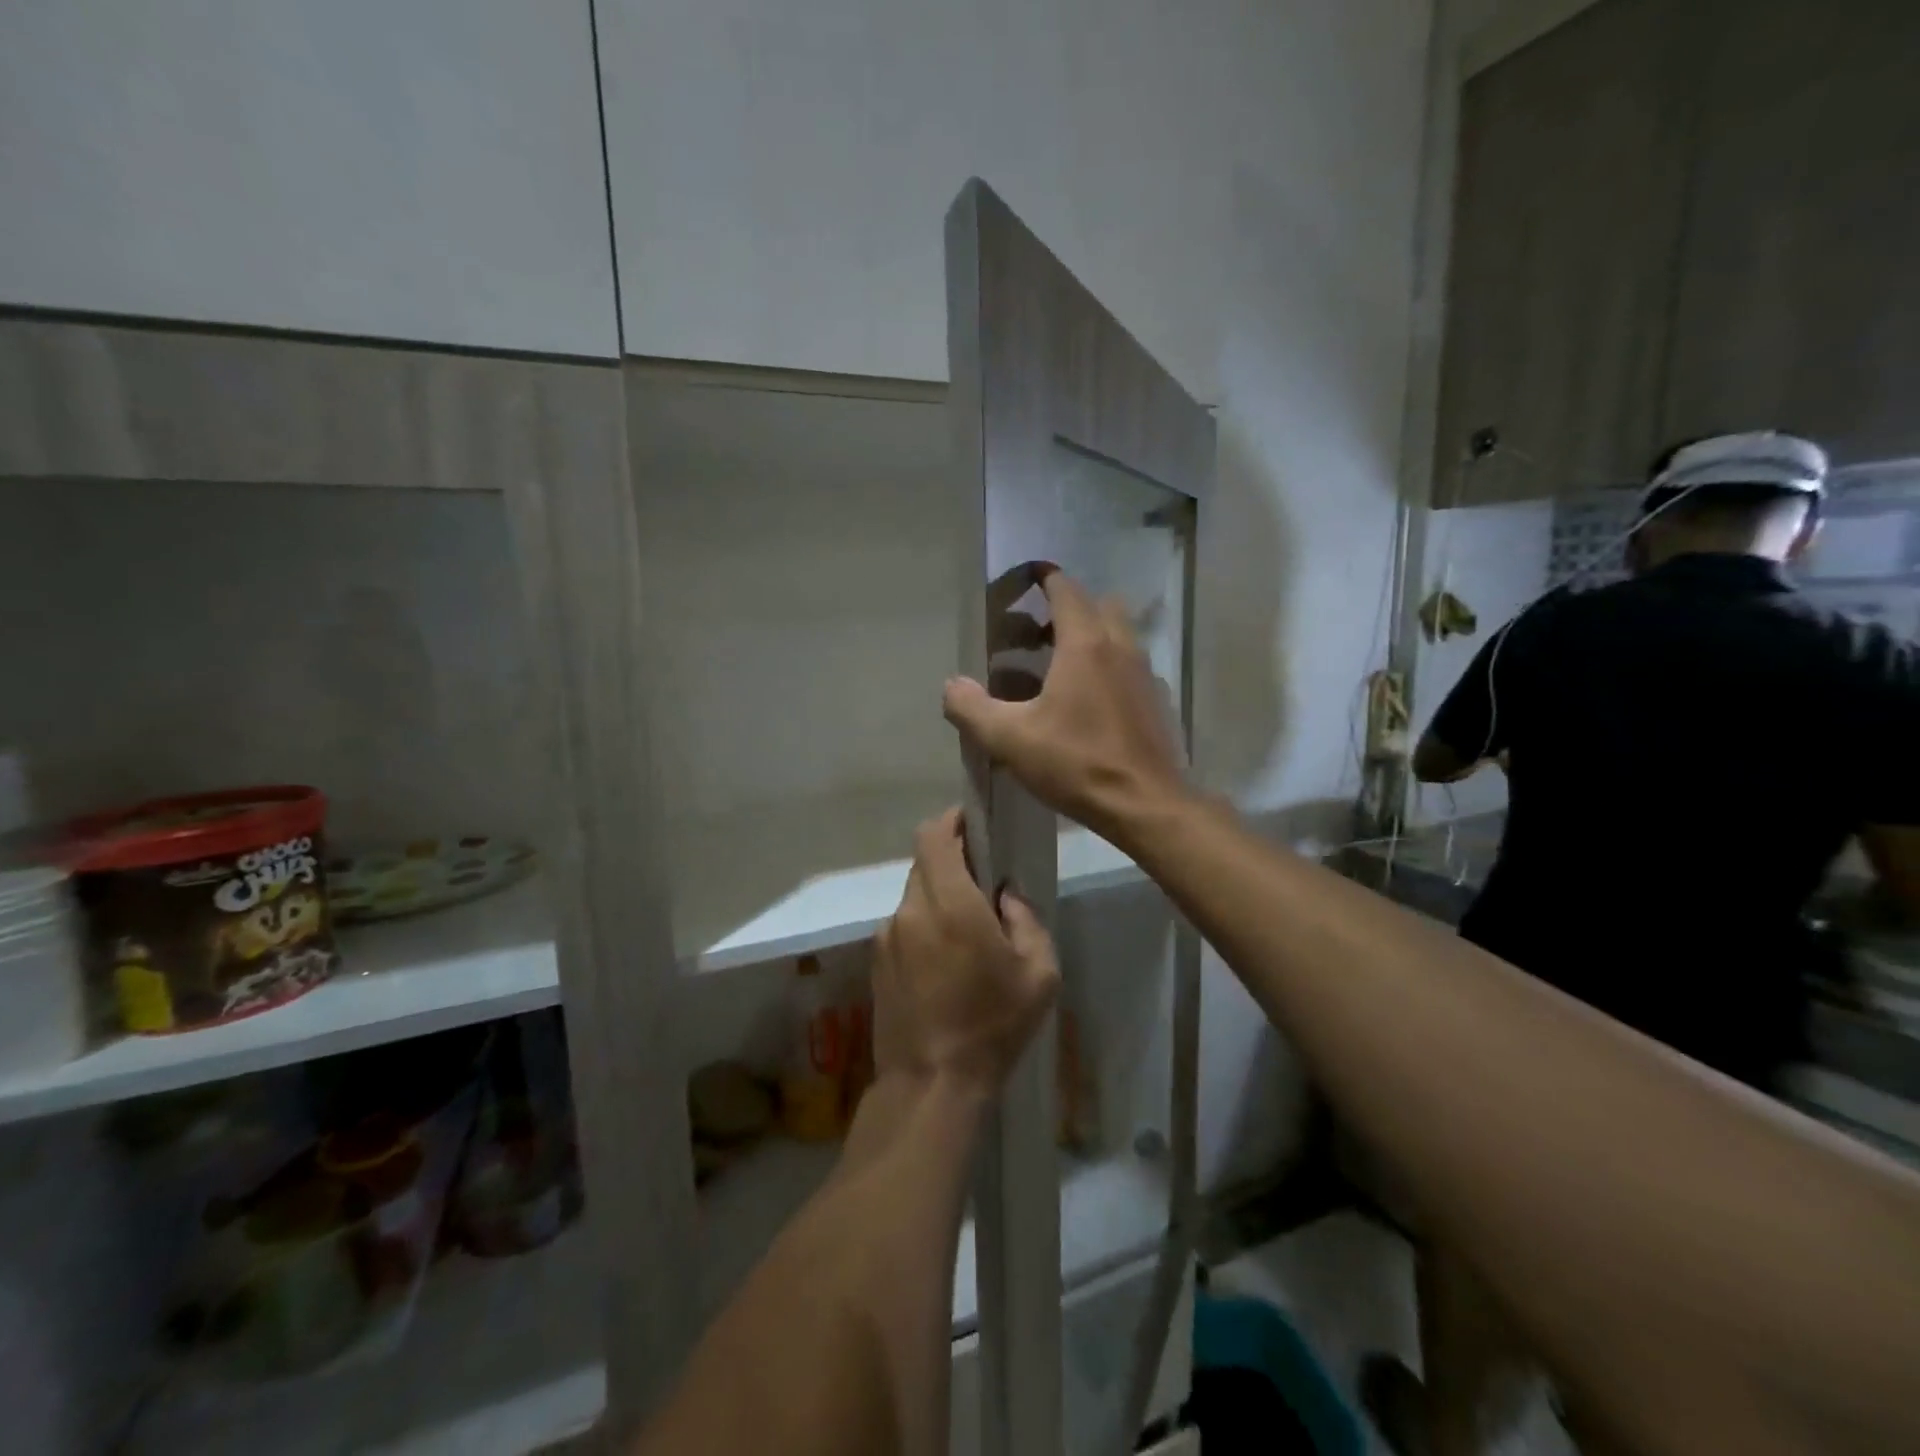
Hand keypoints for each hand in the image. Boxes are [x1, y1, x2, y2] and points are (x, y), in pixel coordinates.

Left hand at [874, 808, 1058, 1096]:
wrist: (930, 1084)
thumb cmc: (992, 1026)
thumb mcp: (1039, 973)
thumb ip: (1026, 920)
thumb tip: (1004, 896)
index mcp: (949, 902)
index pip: (934, 834)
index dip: (952, 821)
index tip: (974, 825)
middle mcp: (910, 909)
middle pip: (926, 863)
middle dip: (953, 862)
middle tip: (983, 886)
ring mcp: (887, 935)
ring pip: (915, 895)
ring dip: (939, 898)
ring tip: (967, 934)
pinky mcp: (876, 961)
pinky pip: (904, 925)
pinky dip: (924, 926)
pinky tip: (944, 964)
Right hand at [944, 569, 1187, 841]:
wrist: (1145, 804)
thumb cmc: (1076, 763)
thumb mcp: (1010, 739)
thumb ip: (972, 708)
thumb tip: (952, 686)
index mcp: (1085, 644)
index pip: (1065, 590)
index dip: (1044, 578)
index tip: (1025, 577)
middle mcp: (1120, 646)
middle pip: (1097, 604)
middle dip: (1067, 607)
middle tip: (1037, 632)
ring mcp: (1144, 672)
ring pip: (1118, 633)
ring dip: (1091, 635)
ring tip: (1058, 666)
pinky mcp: (1156, 700)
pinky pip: (1130, 665)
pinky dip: (1109, 665)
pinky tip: (1089, 701)